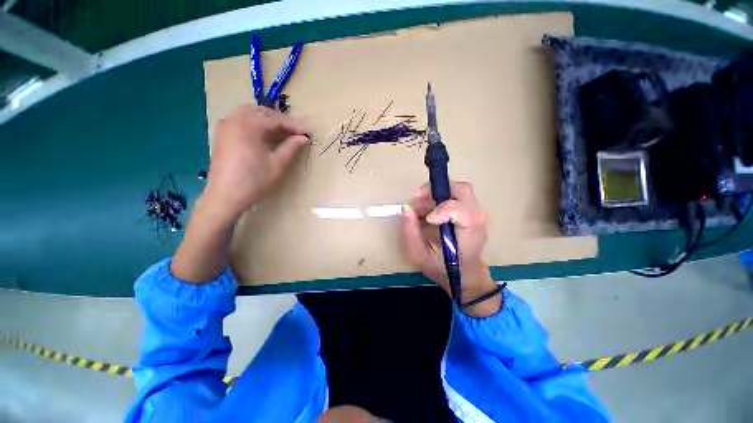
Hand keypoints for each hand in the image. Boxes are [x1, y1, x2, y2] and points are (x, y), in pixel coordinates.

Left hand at [204, 105, 309, 222]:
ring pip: (251, 113)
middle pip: (263, 112)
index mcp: (249, 126)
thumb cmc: (254, 181)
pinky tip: (264, 133)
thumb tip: (304, 137)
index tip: (309, 132)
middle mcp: (235, 120)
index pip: (276, 120)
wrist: (225, 196)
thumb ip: (291, 147)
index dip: (295, 125)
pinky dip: (255, 122)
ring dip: (268, 119)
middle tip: (297, 132)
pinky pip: (241, 119)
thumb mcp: (277, 164)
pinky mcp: (223, 134)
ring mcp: (226, 125)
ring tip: (283, 131)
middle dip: (282, 120)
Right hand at [401, 181, 501, 316]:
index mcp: (470, 234)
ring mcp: (475, 212)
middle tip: (418, 199)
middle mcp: (477, 219)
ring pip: (457, 189)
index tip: (427, 219)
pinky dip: (438, 197)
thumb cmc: (443, 268)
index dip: (442, 209)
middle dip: (436, 190)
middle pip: (462, 190)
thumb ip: (410, 233)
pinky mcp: (469, 210)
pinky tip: (428, 210)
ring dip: (435, 193)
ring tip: (421, 208)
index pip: (462, 211)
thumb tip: (407, 208)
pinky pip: (454, 194)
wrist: (465, 273)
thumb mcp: (419, 255)